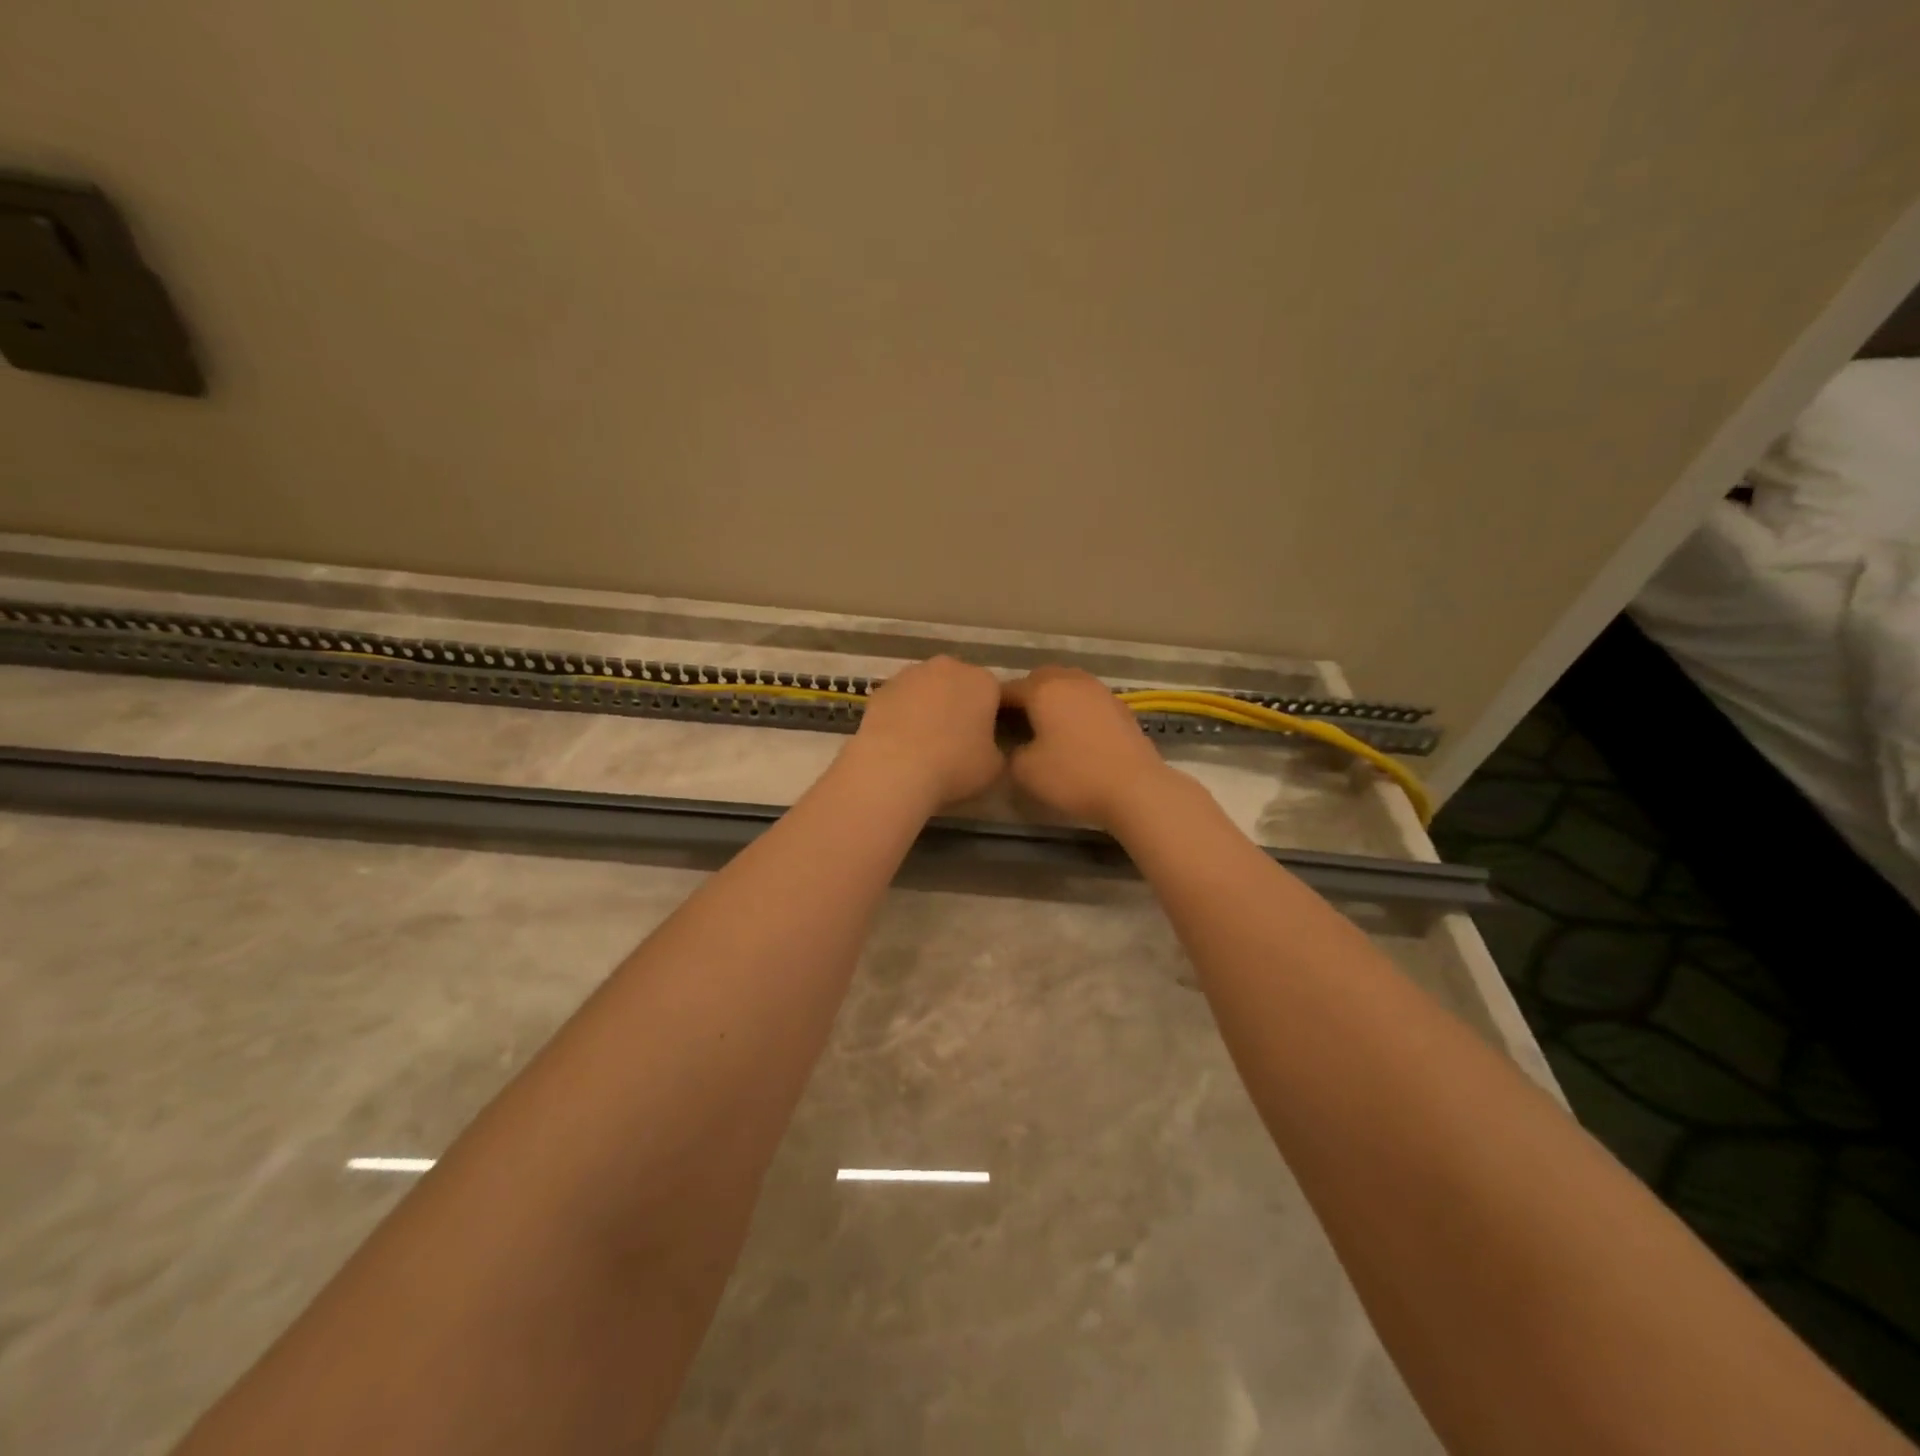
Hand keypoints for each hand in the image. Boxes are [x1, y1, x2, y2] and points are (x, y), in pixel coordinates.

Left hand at [843, 656, 1005, 808]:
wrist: (894, 768)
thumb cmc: (954, 765)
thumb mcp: (994, 766)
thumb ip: (996, 750)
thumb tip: (988, 748)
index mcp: (983, 681)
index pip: (995, 694)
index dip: (991, 718)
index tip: (986, 740)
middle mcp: (949, 667)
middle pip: (959, 684)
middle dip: (959, 705)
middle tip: (955, 740)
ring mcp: (911, 673)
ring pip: (927, 688)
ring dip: (929, 706)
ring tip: (924, 742)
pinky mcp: (882, 687)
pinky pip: (901, 699)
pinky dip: (902, 714)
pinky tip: (899, 741)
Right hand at [1003, 666, 1177, 827]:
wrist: (1134, 788)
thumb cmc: (1073, 776)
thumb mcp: (1024, 771)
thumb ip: (1011, 751)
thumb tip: (1016, 745)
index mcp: (1043, 690)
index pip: (1009, 689)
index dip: (995, 706)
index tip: (988, 724)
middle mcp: (1071, 680)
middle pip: (1040, 678)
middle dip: (1026, 695)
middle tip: (1018, 722)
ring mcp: (1099, 690)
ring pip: (1068, 685)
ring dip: (1054, 699)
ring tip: (1048, 726)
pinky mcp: (1120, 706)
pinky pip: (1088, 699)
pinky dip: (1077, 709)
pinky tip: (1076, 733)